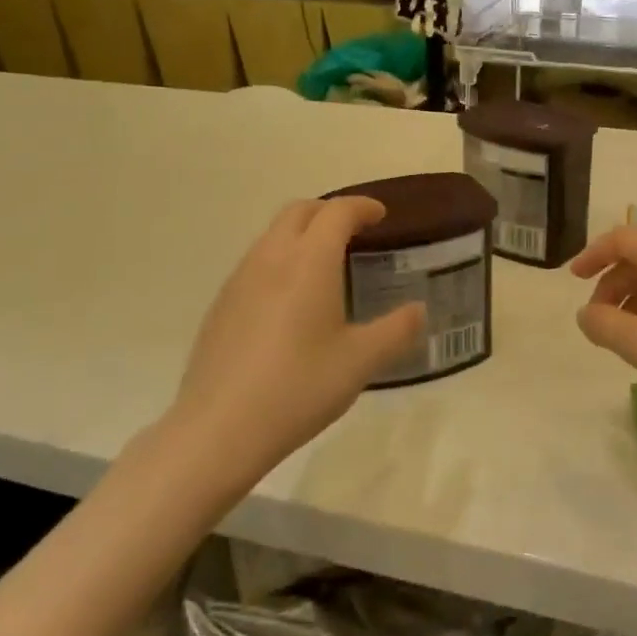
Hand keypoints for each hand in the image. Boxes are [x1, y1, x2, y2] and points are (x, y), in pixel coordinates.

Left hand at [167, 198, 424, 487]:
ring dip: (301, 234)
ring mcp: (239, 280)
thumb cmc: (299, 388)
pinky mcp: (221, 305)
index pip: (337, 212)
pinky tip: (290, 301)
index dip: (362, 207)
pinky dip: (280, 260)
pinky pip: (255, 263)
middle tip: (354, 233)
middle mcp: (271, 258)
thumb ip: (397, 330)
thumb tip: (418, 310)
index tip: (380, 216)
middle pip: (299, 211)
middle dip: (329, 212)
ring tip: (325, 265)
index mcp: (309, 261)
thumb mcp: (361, 362)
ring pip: (272, 235)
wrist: (219, 428)